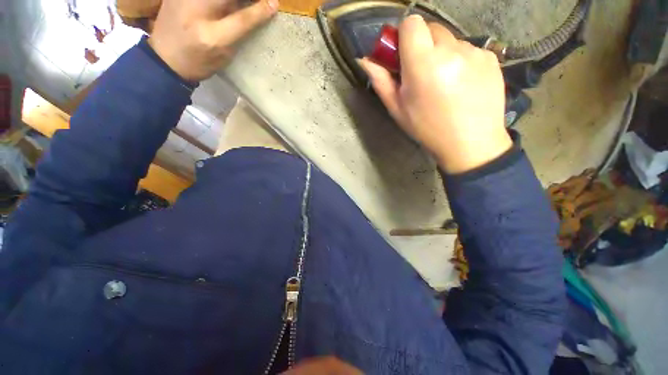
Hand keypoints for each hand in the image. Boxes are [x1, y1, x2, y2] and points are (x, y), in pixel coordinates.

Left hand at [149, 0, 278, 81]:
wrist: (165, 58)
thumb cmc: (200, 63)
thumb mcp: (224, 55)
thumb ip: (238, 33)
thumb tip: (253, 12)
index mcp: (214, 37)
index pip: (243, 19)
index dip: (260, 10)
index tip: (274, 3)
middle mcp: (198, 13)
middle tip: (258, 1)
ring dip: (232, 0)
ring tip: (238, 4)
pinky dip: (218, 0)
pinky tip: (220, 5)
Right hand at [360, 15, 511, 173]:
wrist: (470, 143)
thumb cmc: (427, 129)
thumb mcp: (398, 109)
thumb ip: (381, 81)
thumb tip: (365, 60)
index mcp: (423, 64)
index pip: (412, 24)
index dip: (404, 35)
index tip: (403, 54)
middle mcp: (451, 51)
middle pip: (431, 28)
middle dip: (422, 44)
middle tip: (422, 72)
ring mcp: (475, 52)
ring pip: (451, 40)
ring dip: (442, 54)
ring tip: (444, 83)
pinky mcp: (491, 57)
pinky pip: (469, 49)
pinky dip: (461, 61)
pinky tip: (462, 84)